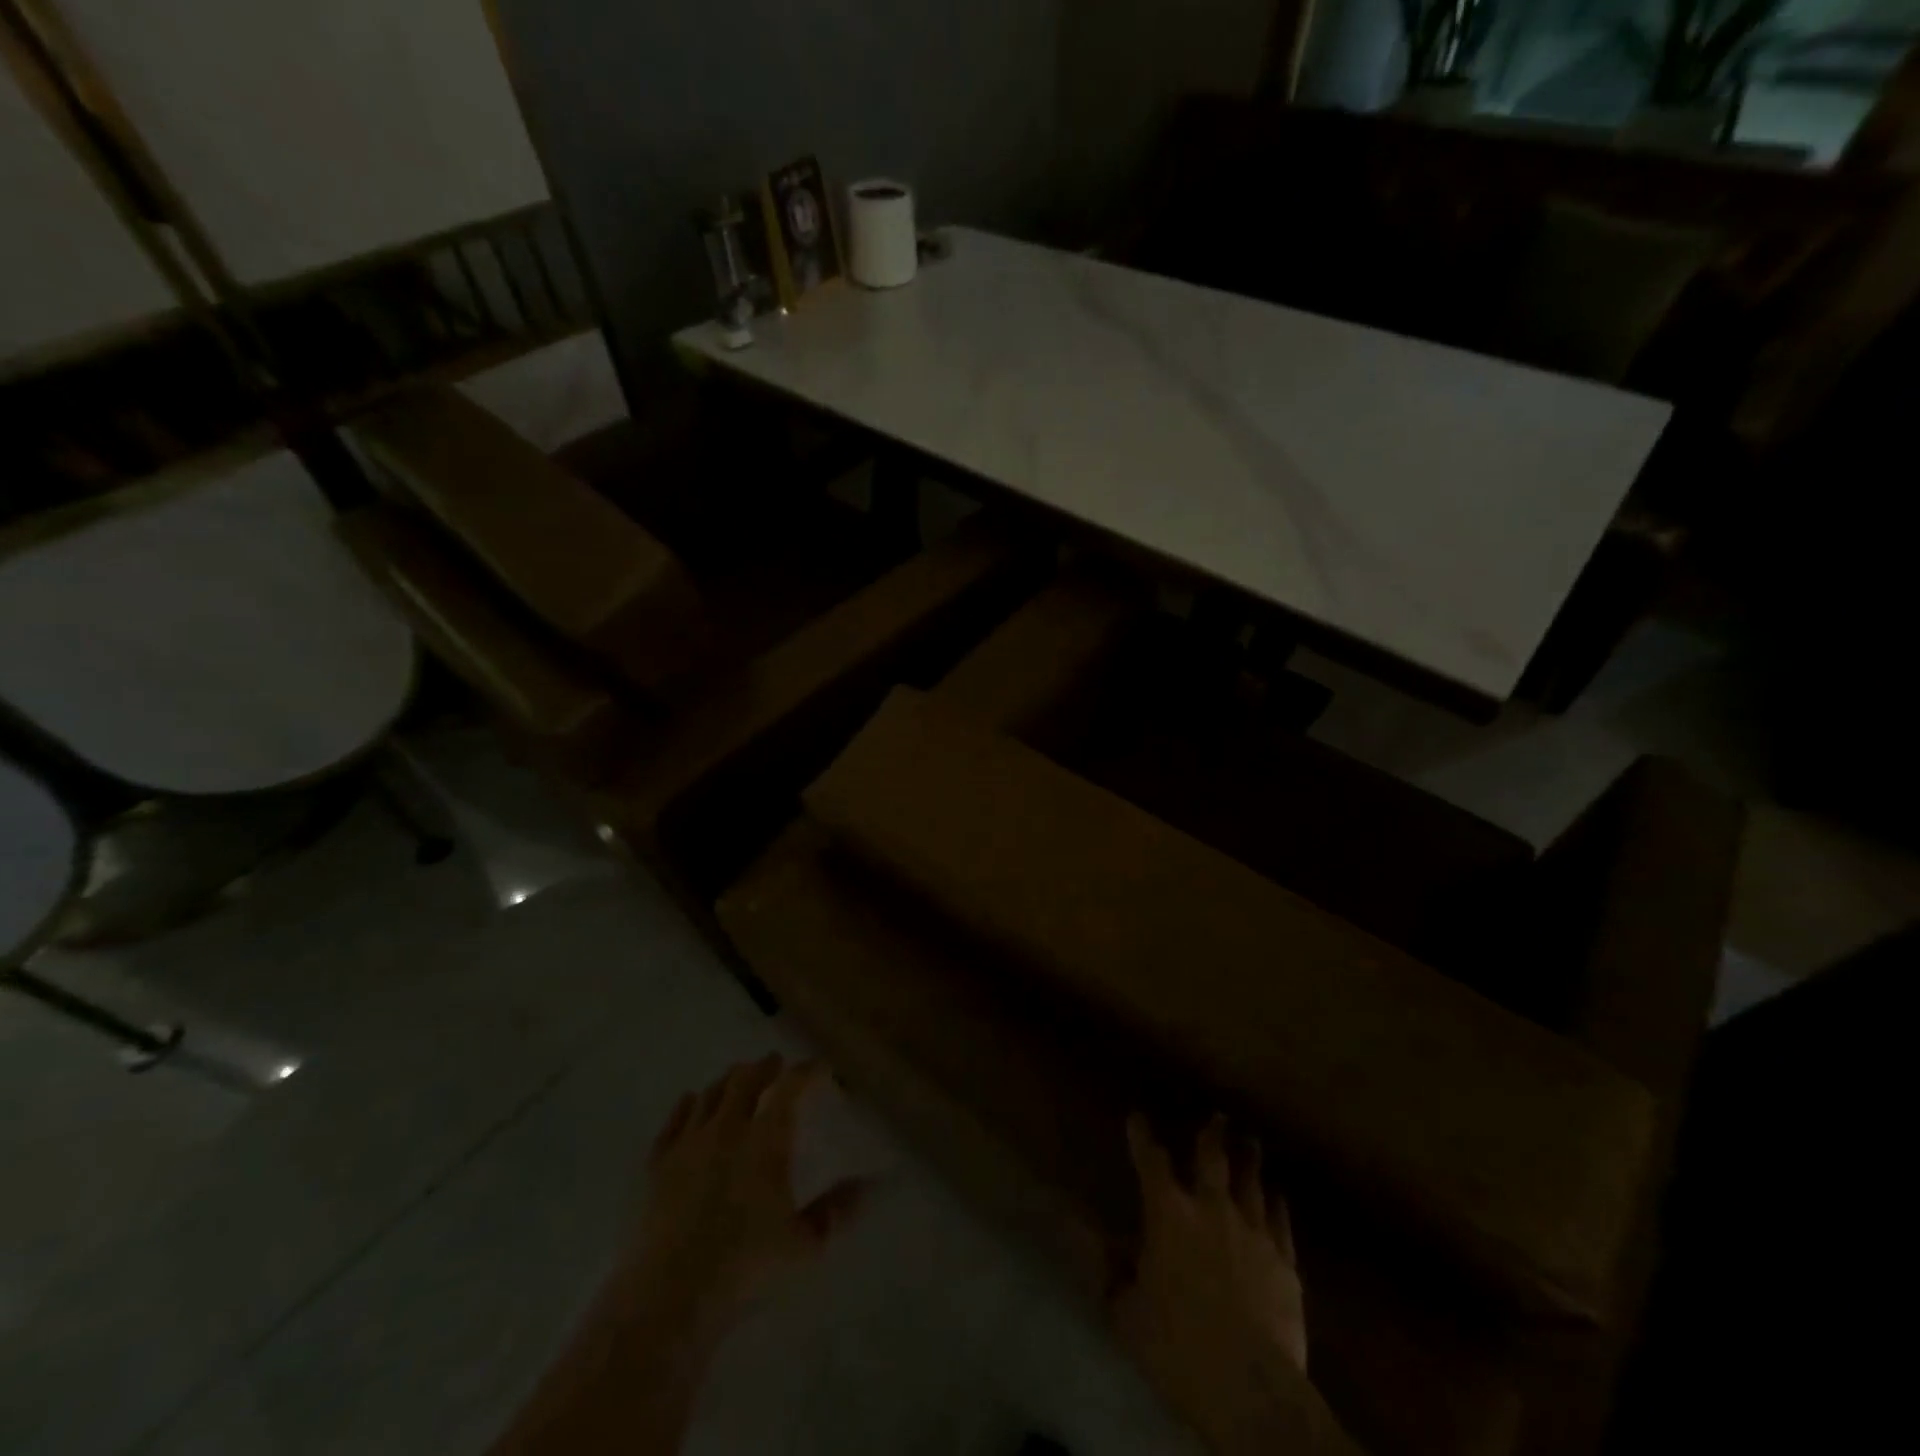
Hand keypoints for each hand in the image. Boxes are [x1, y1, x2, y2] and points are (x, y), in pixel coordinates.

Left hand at [616, 1055, 866, 1349]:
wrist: (668, 1298)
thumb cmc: (745, 1268)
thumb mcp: (805, 1245)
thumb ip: (837, 1210)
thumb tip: (870, 1184)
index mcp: (766, 1140)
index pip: (790, 1088)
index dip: (806, 1072)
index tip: (819, 1068)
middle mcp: (727, 1129)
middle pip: (745, 1080)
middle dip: (764, 1068)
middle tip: (774, 1064)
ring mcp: (688, 1144)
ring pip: (709, 1095)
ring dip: (728, 1082)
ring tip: (737, 1079)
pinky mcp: (656, 1166)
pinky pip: (673, 1121)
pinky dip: (686, 1106)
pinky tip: (690, 1102)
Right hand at [1110, 1113, 1309, 1452]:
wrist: (1252, 1389)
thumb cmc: (1176, 1346)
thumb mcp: (1124, 1307)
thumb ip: (1102, 1261)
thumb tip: (1071, 1220)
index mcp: (1168, 1214)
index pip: (1151, 1161)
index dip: (1142, 1136)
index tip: (1137, 1117)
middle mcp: (1212, 1209)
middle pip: (1212, 1159)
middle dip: (1211, 1135)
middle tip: (1218, 1116)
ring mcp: (1253, 1233)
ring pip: (1251, 1183)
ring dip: (1248, 1160)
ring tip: (1250, 1142)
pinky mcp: (1284, 1263)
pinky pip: (1280, 1222)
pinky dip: (1276, 1204)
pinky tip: (1277, 1195)